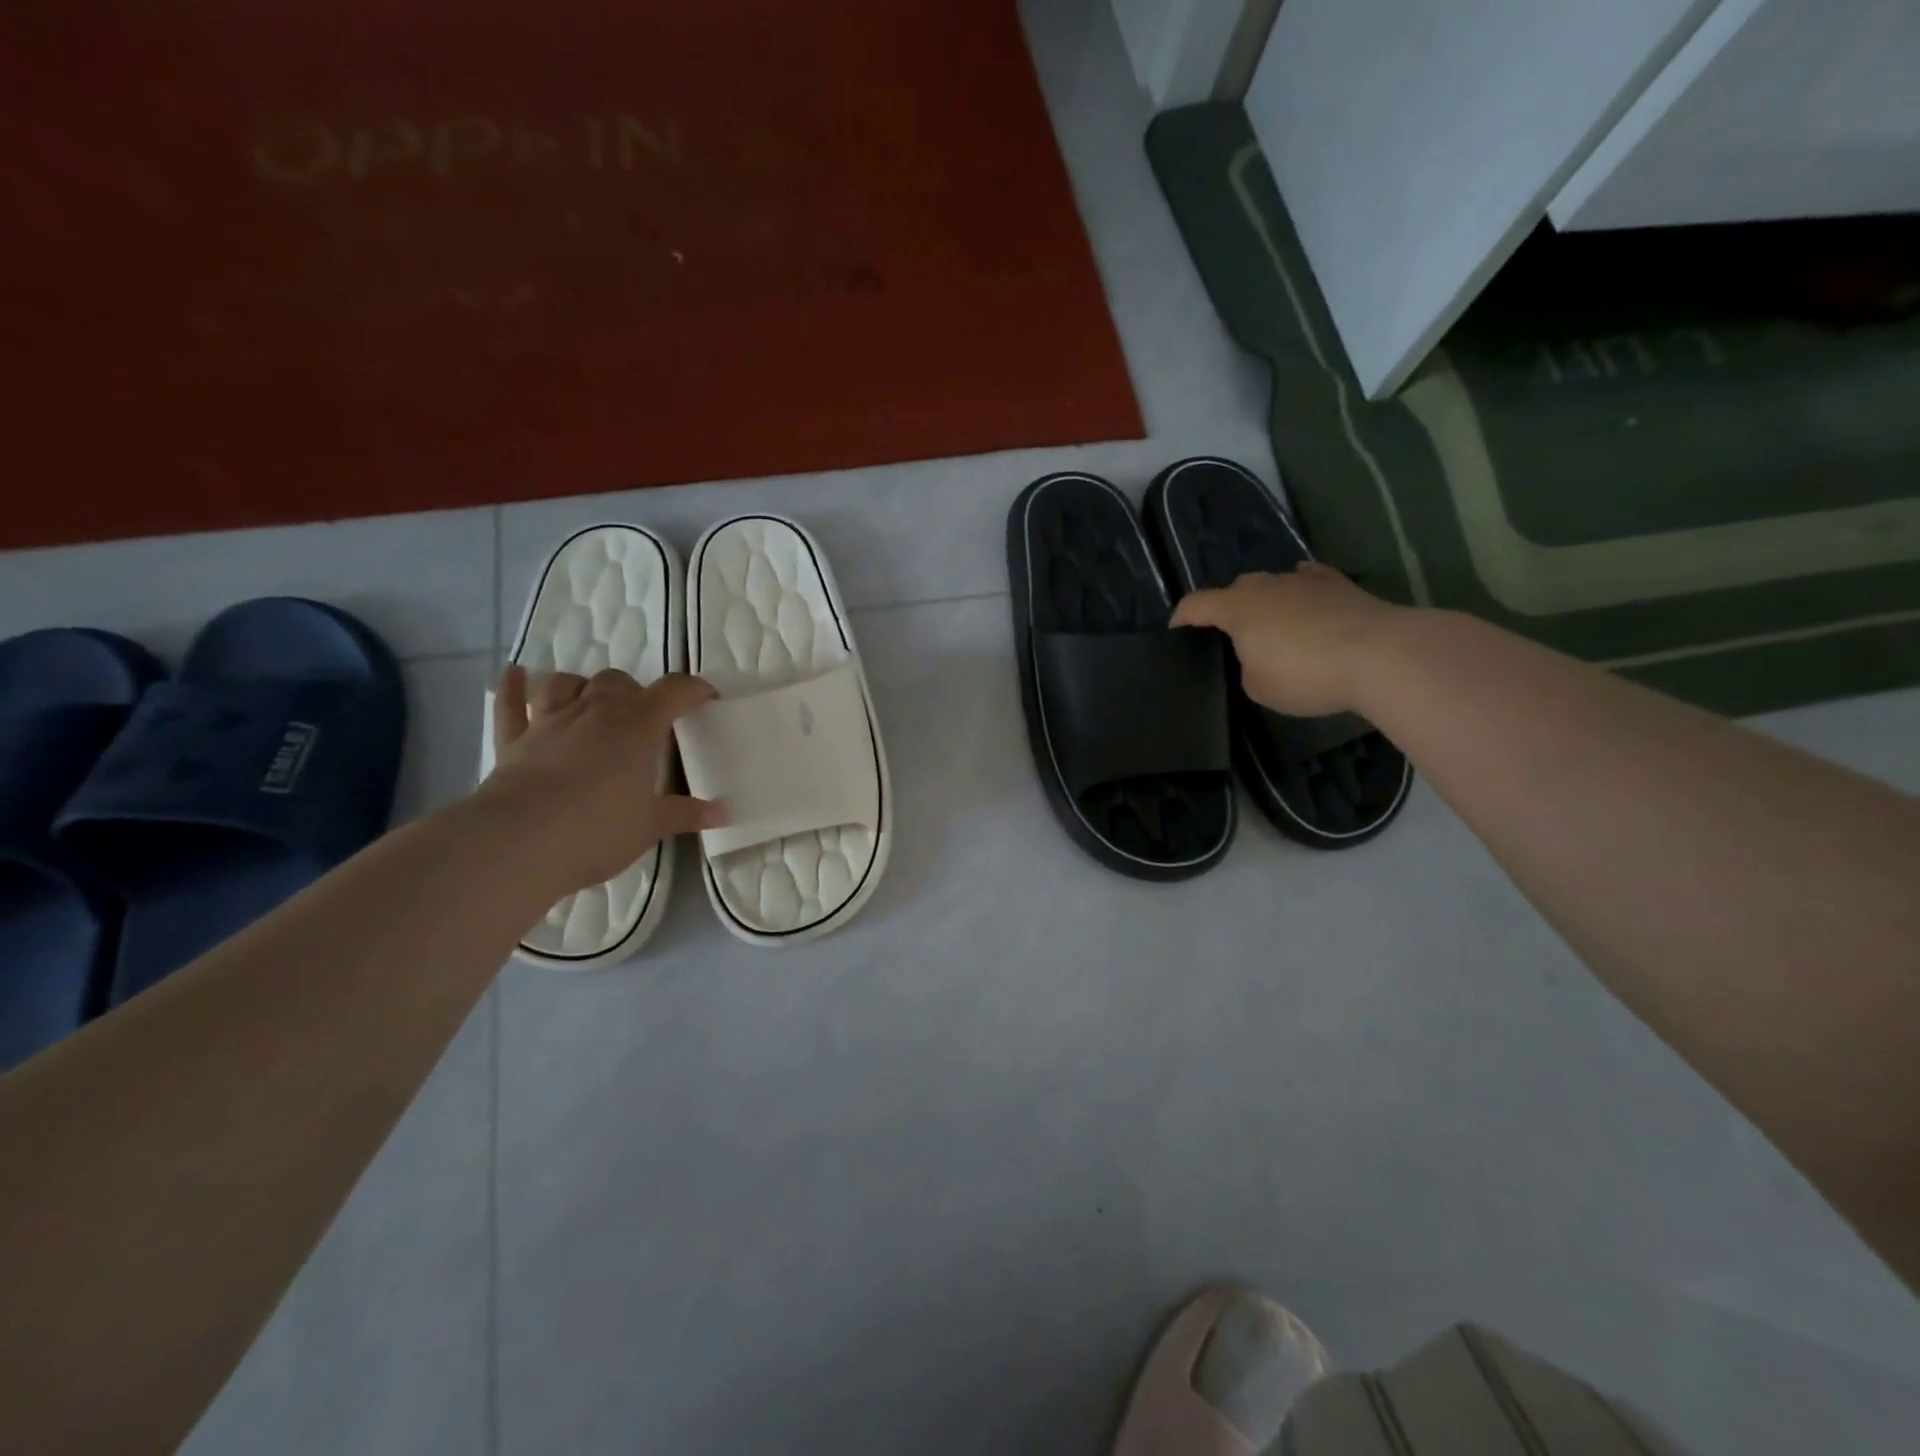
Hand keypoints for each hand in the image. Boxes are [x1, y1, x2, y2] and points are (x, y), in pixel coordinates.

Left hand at [478, 666, 726, 895]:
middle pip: (617, 681)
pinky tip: (514, 674)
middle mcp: (595, 712)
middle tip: (642, 717)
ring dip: (580, 686)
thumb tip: (722, 814)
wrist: (519, 843)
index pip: (674, 691)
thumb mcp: (651, 826)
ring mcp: (549, 722)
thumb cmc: (598, 830)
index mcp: (638, 726)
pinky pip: (510, 705)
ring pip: (565, 683)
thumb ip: (685, 814)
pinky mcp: (513, 742)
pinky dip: (512, 688)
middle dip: (633, 692)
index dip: (694, 690)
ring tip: (589, 700)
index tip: (707, 699)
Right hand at [1171, 564, 1403, 715]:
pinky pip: (1307, 581)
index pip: (1195, 604)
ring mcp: (1304, 581)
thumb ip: (1246, 665)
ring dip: (1265, 602)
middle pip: (1234, 589)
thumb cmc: (1306, 674)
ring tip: (1271, 624)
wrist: (1380, 655)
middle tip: (1230, 635)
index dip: (1181, 617)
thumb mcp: (1258, 686)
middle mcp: (1266, 586)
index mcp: (1237, 609)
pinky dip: (1299, 592)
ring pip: (1272, 584)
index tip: (1176, 631)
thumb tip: (1259, 652)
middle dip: (1226, 608)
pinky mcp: (1338, 584)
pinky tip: (1305, 600)